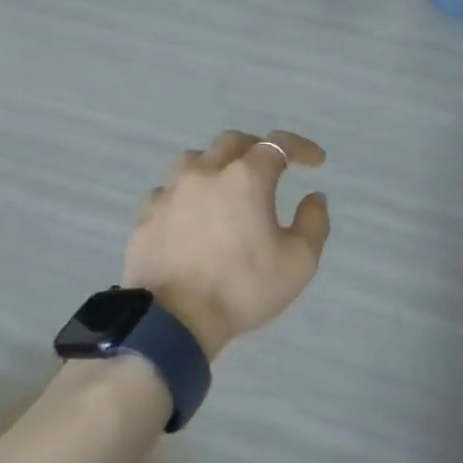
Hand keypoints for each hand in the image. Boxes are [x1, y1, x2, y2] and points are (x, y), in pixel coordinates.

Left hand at [124, 130, 331, 357]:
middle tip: (272, 168)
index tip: (316, 162)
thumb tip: (313, 197)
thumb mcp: (299, 262)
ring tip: (227, 186)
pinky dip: (187, 193)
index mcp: (245, 178)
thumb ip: (314, 223)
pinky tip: (191, 213)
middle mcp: (205, 172)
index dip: (300, 147)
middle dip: (258, 148)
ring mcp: (170, 191)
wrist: (172, 320)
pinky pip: (169, 190)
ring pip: (195, 160)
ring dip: (217, 165)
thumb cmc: (242, 289)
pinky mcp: (146, 214)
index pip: (278, 144)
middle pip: (233, 142)